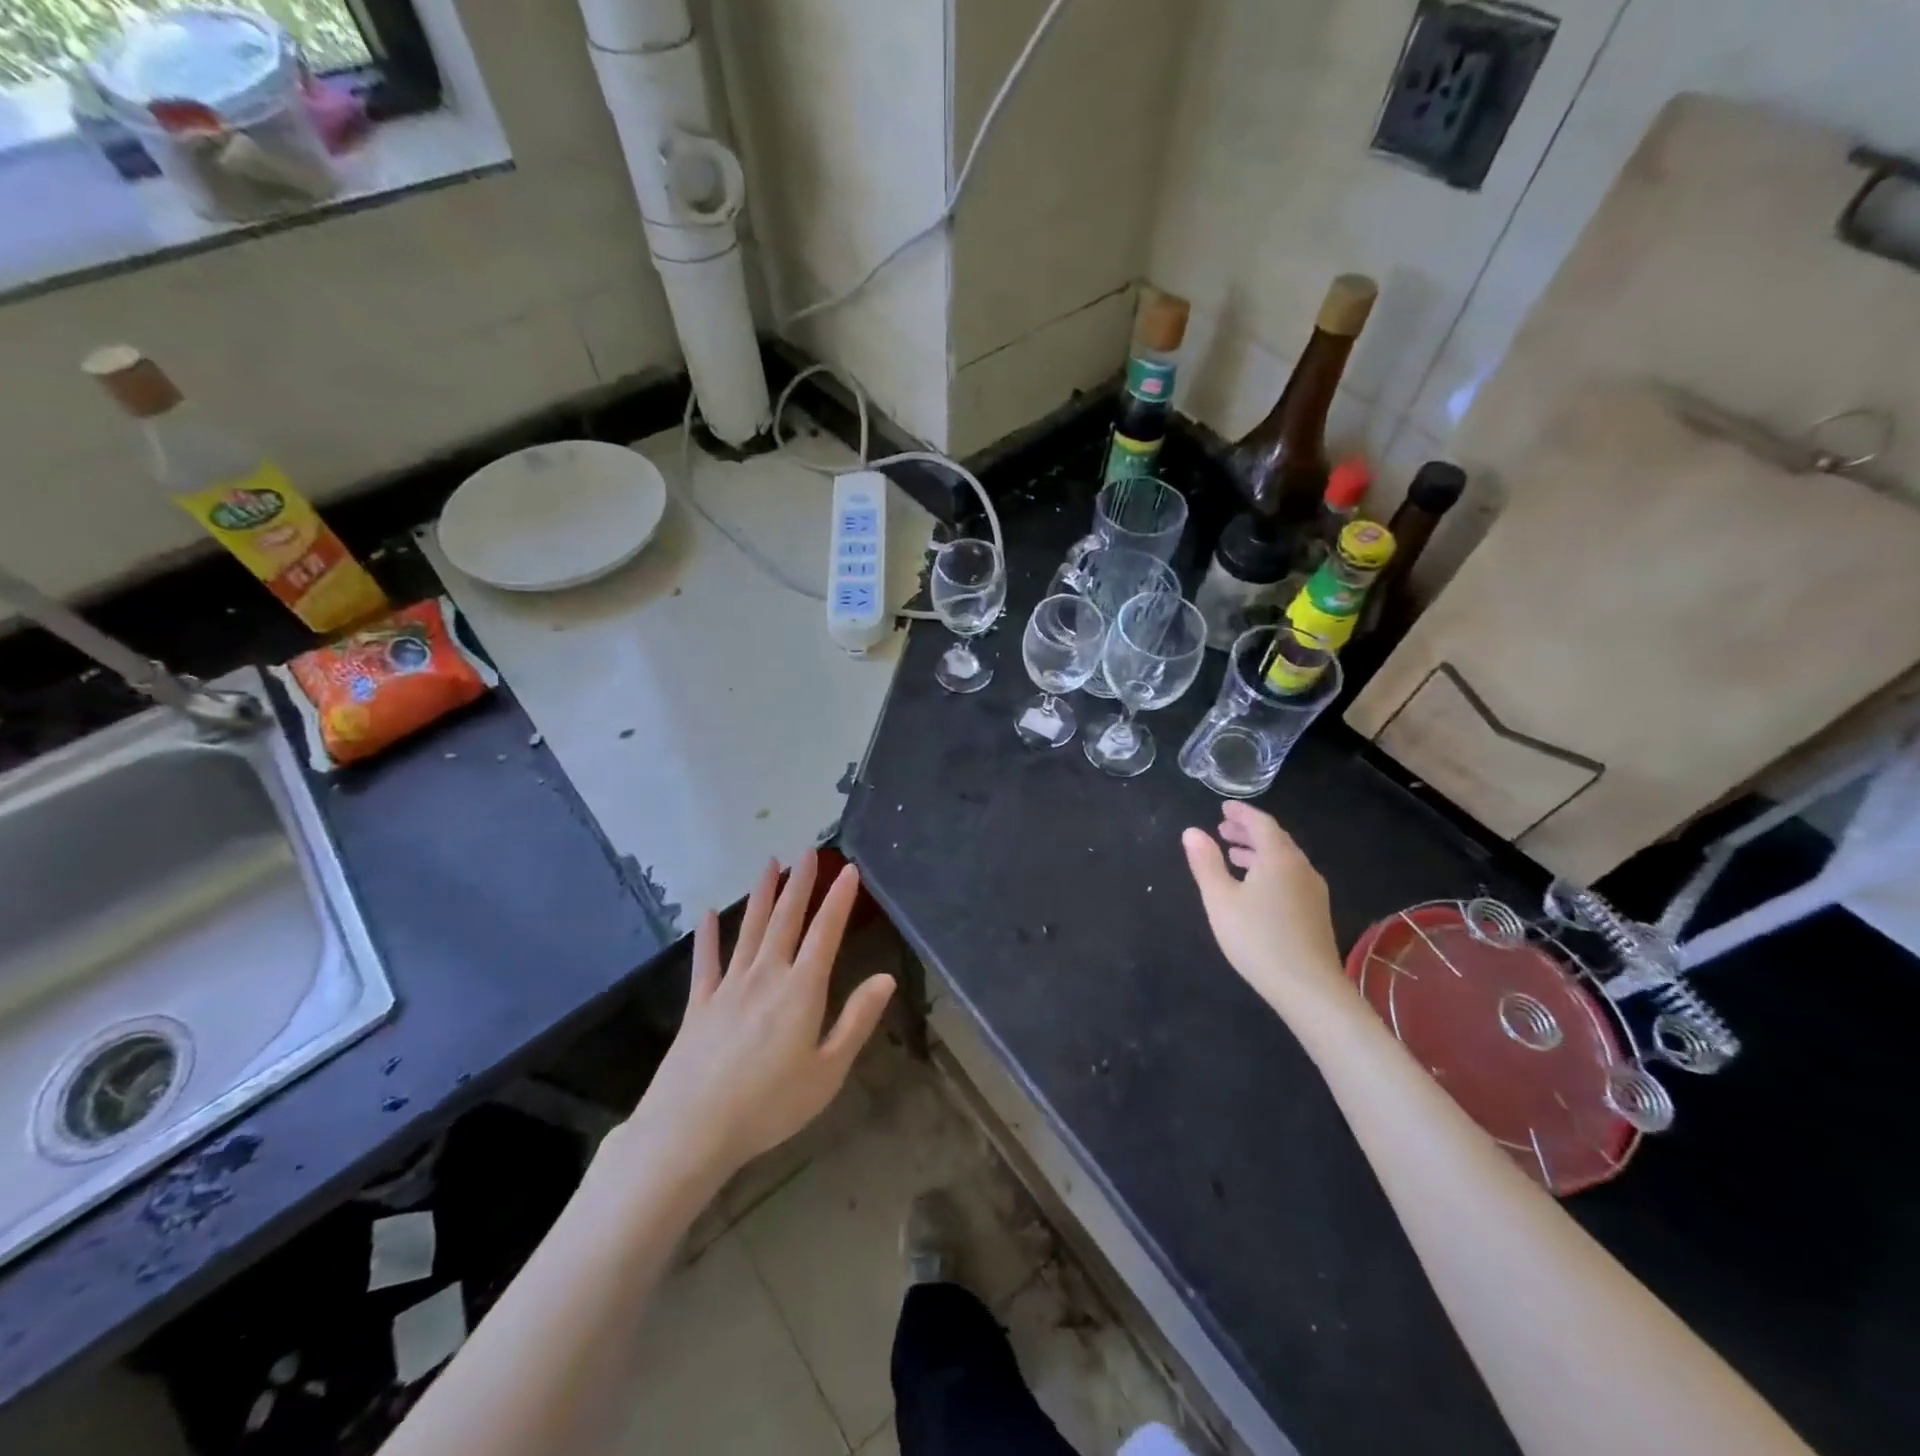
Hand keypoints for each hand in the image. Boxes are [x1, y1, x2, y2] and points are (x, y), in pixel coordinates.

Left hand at [616, 852, 895, 1186]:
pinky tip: (706, 915)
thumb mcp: (828, 1071)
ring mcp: (728, 987)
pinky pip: (706, 962)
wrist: (691, 1129)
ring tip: (770, 864)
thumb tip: (885, 978)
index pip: (825, 933)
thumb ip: (856, 1020)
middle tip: (808, 852)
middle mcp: (765, 976)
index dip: (839, 899)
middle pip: (785, 920)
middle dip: (800, 884)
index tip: (849, 869)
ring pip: (749, 930)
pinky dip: (708, 937)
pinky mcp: (699, 1005)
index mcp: (801, 990)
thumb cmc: (770, 1105)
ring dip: (762, 895)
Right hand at [1182, 802, 1348, 1015]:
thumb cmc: (1257, 938)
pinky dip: (1270, 869)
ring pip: (1284, 859)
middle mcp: (1301, 868)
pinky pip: (1291, 876)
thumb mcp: (1220, 899)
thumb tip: (1192, 831)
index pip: (1261, 823)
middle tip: (1224, 829)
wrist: (1308, 988)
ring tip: (1234, 856)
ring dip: (1259, 852)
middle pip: (1276, 839)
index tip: (1223, 808)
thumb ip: (1205, 863)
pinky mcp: (1316, 913)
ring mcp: (1313, 891)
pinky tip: (1256, 888)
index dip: (1241, 813)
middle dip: (1249, 831)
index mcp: (1279, 858)